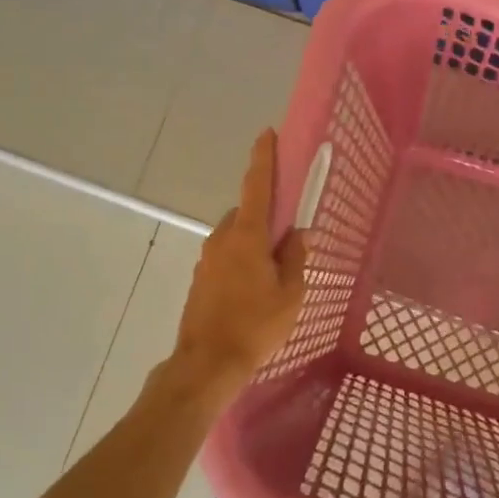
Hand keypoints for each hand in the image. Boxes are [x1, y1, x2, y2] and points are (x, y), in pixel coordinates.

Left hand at [170, 129, 308, 393]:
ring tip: (273, 275)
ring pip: (236, 237)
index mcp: (247, 236)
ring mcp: (207, 258)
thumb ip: (296, 258)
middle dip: (266, 218)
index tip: (267, 134)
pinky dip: (241, 261)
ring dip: (253, 244)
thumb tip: (299, 234)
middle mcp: (222, 239)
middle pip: (247, 214)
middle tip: (288, 240)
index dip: (262, 158)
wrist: (207, 363)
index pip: (256, 186)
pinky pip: (226, 257)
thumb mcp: (290, 293)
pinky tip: (253, 290)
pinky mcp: (200, 278)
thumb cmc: (255, 326)